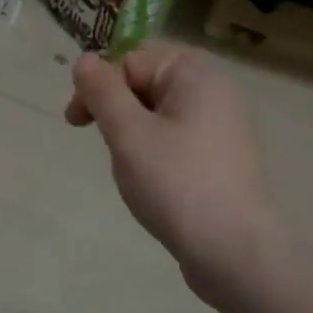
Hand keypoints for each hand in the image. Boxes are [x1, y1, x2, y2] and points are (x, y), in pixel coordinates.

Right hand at [65, 43, 284, 302]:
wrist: (235, 253)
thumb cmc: (176, 183)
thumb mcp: (127, 133)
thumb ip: (102, 91)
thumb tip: (85, 60)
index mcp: (195, 74)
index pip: (131, 59)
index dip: (99, 85)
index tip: (77, 122)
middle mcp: (214, 91)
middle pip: (146, 81)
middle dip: (116, 110)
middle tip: (106, 147)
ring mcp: (222, 125)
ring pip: (157, 112)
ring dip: (132, 133)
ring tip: (132, 169)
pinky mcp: (222, 157)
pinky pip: (176, 136)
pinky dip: (154, 150)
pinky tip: (151, 181)